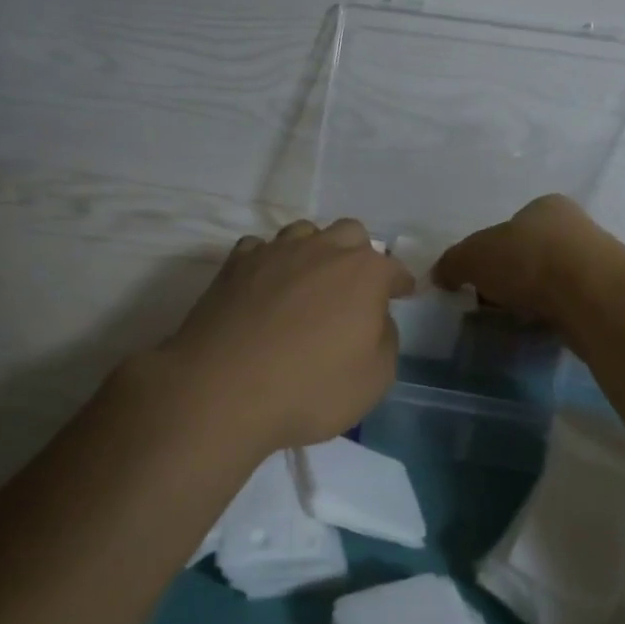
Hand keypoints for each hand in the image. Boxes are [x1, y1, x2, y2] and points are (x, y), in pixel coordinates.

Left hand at [155, 219, 414, 454]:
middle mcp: (322, 249)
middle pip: (350, 233)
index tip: (402, 294)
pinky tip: (265, 285)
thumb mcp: (374, 379)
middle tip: (353, 287)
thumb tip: (376, 319)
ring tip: (308, 281)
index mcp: (364, 273)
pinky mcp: (235, 264)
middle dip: (358, 254)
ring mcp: (275, 251)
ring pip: (304, 232)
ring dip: (313, 250)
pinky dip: (269, 262)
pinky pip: (260, 248)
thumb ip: (386, 339)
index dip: (400, 283)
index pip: (394, 268)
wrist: (222, 390)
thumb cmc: (310, 388)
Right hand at [432, 195, 621, 325]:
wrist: (590, 294)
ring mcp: (595, 262)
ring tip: (515, 321)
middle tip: (493, 304)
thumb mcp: (473, 256)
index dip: (490, 253)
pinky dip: (553, 317)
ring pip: (552, 281)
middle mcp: (574, 227)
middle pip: (531, 253)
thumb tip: (441, 275)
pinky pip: (569, 306)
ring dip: (533, 299)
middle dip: (511, 278)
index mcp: (544, 207)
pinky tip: (541, 329)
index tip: (479, 280)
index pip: (512, 226)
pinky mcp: (607, 296)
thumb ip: (453, 263)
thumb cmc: (527, 259)